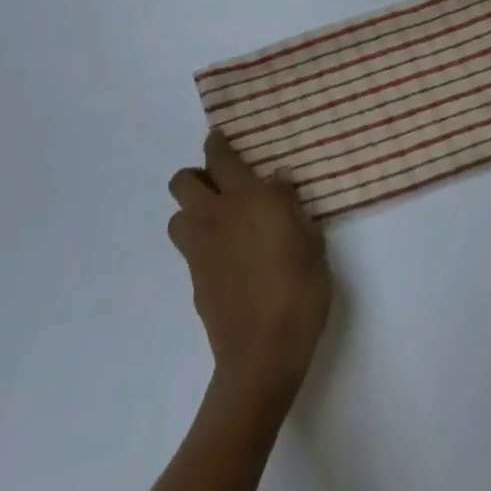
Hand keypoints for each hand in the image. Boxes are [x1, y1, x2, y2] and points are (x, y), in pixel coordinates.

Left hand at [167, 132, 331, 399]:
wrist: (264, 352)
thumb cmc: (300, 289)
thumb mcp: (312, 239)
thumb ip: (291, 206)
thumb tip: (277, 182)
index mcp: (248, 198)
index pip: (221, 157)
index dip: (217, 143)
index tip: (221, 138)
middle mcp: (216, 216)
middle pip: (182, 181)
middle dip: (197, 175)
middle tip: (221, 184)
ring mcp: (200, 249)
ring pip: (178, 215)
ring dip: (192, 211)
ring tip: (220, 221)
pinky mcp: (194, 279)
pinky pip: (189, 247)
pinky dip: (201, 242)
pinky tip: (227, 256)